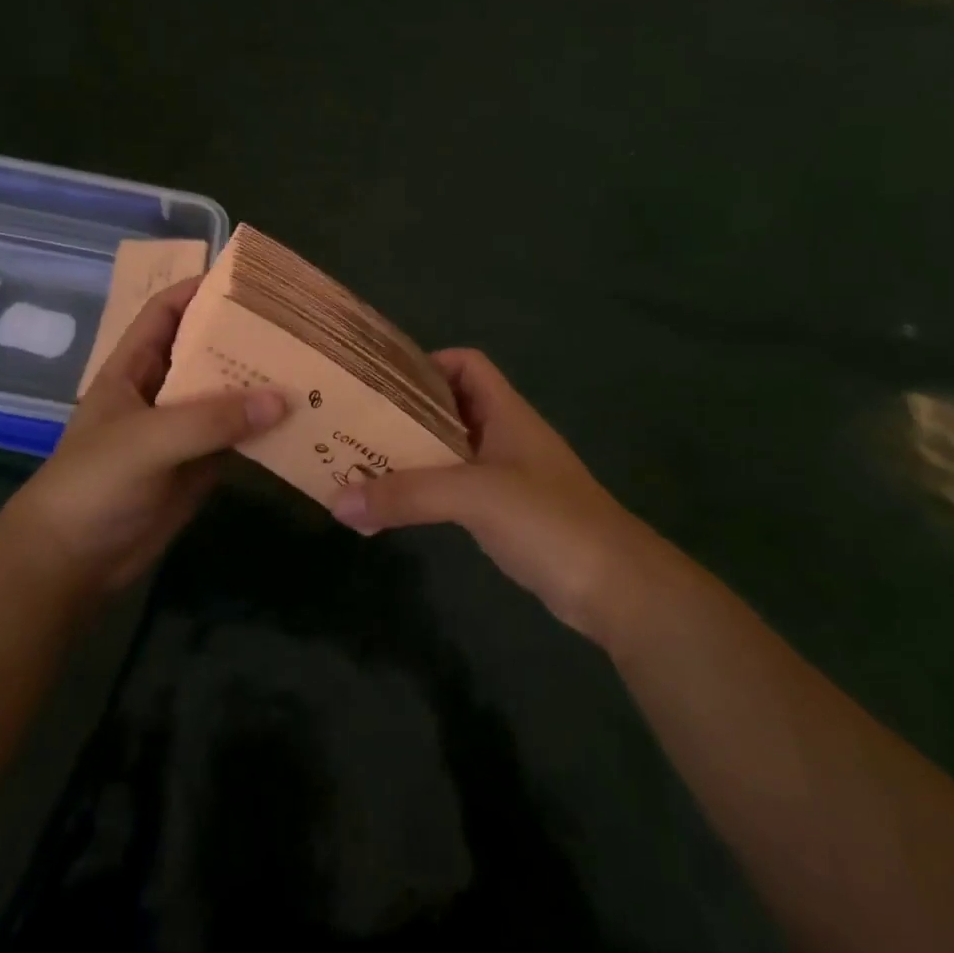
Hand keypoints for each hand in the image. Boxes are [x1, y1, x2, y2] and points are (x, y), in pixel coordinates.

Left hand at [0, 278, 286, 598]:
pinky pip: (239, 437)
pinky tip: (302, 419)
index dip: (199, 289)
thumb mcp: (145, 441)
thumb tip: (282, 398)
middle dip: (245, 336)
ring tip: (311, 366)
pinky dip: (267, 428)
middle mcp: (160, 391)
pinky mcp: (200, 465)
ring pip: (228, 394)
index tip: (247, 280)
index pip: (165, 312)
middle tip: (297, 324)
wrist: (72, 563)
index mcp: (133, 368)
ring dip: (262, 383)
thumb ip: (210, 419)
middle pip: (206, 350)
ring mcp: (182, 430)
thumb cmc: (93, 486)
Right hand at [330, 349, 656, 636]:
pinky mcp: (507, 516)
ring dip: (412, 455)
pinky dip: (427, 492)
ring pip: (451, 451)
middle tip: (356, 426)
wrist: (616, 588)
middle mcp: (506, 436)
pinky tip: (399, 507)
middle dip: (405, 413)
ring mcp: (509, 477)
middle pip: (450, 408)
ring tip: (363, 464)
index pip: (466, 365)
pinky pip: (457, 490)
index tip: (382, 384)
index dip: (427, 364)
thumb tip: (337, 502)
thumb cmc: (550, 521)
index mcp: (507, 413)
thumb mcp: (475, 496)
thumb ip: (408, 495)